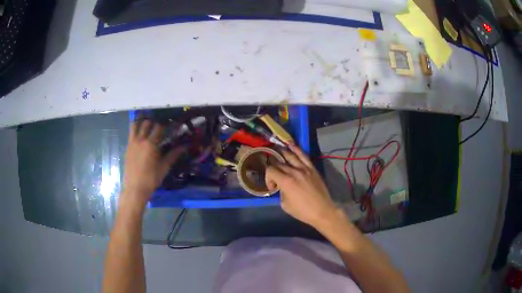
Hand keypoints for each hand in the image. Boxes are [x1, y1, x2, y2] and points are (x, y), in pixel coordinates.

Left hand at [122, 120, 184, 206]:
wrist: (135, 188)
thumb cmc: (151, 179)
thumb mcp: (164, 167)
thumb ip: (173, 154)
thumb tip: (185, 146)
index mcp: (151, 144)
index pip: (160, 127)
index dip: (167, 123)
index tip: (172, 122)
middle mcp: (141, 140)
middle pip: (147, 123)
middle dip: (154, 121)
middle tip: (160, 124)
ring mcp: (132, 143)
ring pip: (136, 125)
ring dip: (142, 122)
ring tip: (148, 124)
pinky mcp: (127, 147)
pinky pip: (131, 134)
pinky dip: (136, 130)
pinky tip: (141, 135)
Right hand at [265, 144, 337, 228]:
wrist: (322, 211)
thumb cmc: (302, 211)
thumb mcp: (285, 205)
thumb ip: (281, 192)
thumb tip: (281, 186)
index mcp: (285, 182)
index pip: (271, 170)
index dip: (268, 178)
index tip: (272, 187)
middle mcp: (294, 172)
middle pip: (279, 163)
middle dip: (274, 167)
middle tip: (274, 173)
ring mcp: (304, 168)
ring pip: (291, 156)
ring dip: (282, 152)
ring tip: (277, 150)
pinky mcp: (312, 168)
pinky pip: (304, 156)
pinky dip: (297, 149)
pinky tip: (291, 145)